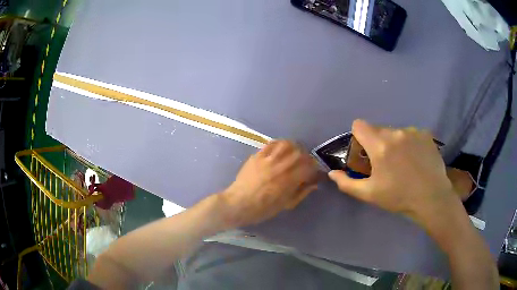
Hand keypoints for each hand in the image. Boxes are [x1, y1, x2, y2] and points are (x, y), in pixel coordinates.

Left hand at [220, 140, 318, 226]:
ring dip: (294, 148)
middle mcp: (281, 166)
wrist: (239, 204)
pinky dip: (279, 144)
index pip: (309, 167)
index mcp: (290, 179)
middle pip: (300, 153)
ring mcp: (268, 158)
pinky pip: (271, 144)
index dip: (314, 170)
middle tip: (305, 164)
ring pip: (287, 144)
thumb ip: (302, 192)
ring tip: (294, 154)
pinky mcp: (258, 155)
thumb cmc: (264, 208)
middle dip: (306, 158)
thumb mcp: (287, 204)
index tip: (313, 174)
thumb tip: (314, 184)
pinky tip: (281, 150)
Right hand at [328, 119, 459, 227]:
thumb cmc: (399, 197)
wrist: (431, 198)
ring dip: (394, 143)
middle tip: (385, 163)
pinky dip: (409, 143)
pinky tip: (416, 159)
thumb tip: (332, 173)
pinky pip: (411, 134)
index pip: (359, 125)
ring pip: (395, 132)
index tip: (365, 153)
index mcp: (380, 145)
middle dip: (377, 142)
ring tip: (404, 163)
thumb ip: (347, 183)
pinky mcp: (425, 134)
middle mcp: (396, 132)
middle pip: (378, 129)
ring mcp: (413, 132)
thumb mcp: (370, 194)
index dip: (358, 137)